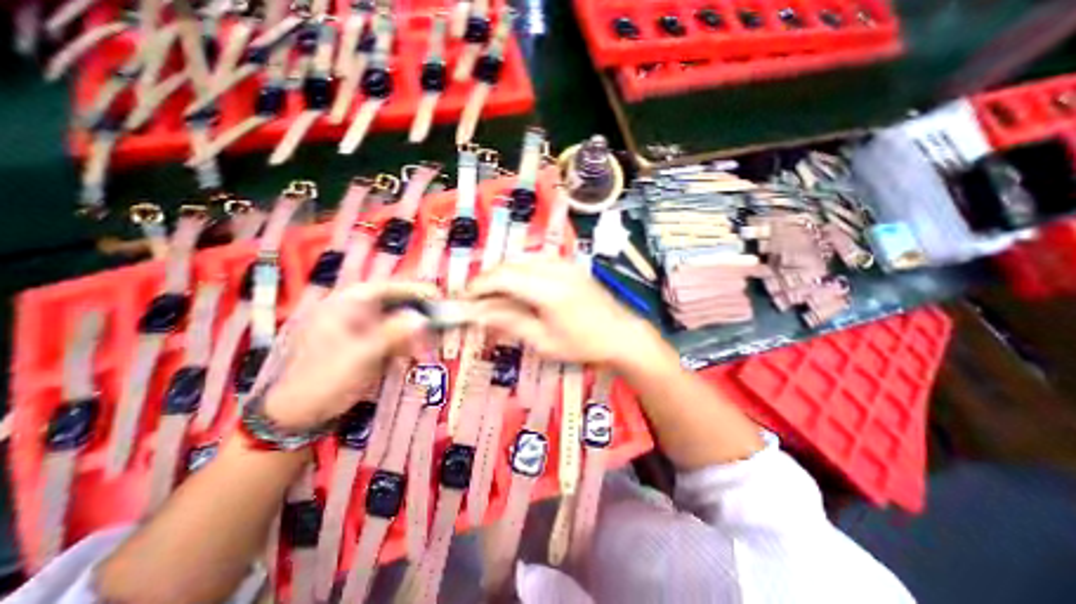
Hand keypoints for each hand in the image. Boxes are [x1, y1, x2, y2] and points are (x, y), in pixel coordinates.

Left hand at [264, 281, 436, 428]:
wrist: (300, 414)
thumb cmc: (323, 379)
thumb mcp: (360, 355)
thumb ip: (393, 334)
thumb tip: (422, 320)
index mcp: (343, 306)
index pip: (383, 288)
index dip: (412, 289)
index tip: (436, 295)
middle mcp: (353, 312)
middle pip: (392, 303)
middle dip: (417, 310)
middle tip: (439, 317)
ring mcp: (360, 329)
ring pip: (395, 320)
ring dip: (414, 327)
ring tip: (433, 337)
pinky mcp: (366, 344)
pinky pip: (392, 336)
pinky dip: (407, 341)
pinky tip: (418, 349)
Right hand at [465, 254, 670, 367]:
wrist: (621, 334)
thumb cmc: (583, 344)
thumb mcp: (543, 341)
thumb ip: (510, 322)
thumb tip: (479, 313)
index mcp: (548, 289)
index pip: (503, 277)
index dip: (479, 285)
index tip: (465, 298)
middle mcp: (555, 268)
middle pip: (510, 264)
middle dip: (488, 279)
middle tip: (477, 299)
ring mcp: (565, 263)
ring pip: (521, 260)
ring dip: (503, 274)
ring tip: (494, 295)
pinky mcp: (570, 264)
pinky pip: (536, 261)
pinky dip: (519, 271)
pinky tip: (517, 287)